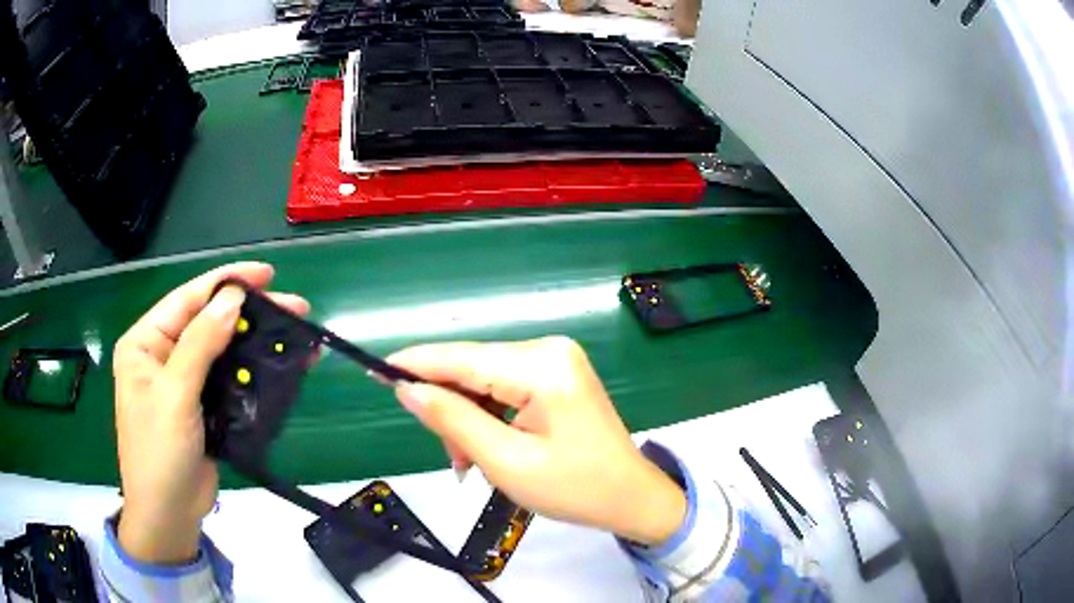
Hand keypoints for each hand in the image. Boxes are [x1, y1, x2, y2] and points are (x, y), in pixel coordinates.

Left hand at [112, 263, 308, 563]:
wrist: (169, 515)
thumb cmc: (159, 452)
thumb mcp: (175, 395)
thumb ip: (200, 344)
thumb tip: (233, 298)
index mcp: (144, 343)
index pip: (186, 300)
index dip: (225, 282)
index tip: (265, 274)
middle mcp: (162, 356)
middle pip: (208, 323)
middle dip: (247, 314)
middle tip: (294, 307)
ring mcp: (183, 383)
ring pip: (222, 352)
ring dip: (254, 344)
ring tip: (294, 336)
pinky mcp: (202, 407)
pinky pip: (229, 380)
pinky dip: (253, 373)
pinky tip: (279, 368)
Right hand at [387, 337, 686, 544]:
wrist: (631, 497)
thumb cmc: (574, 489)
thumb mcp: (505, 462)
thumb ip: (452, 419)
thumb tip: (407, 389)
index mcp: (542, 368)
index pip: (462, 359)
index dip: (416, 364)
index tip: (376, 371)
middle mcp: (549, 350)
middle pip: (472, 368)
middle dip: (449, 408)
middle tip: (451, 456)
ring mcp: (555, 360)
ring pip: (485, 379)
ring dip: (468, 418)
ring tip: (469, 461)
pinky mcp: (556, 374)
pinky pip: (504, 386)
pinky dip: (488, 416)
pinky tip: (485, 446)